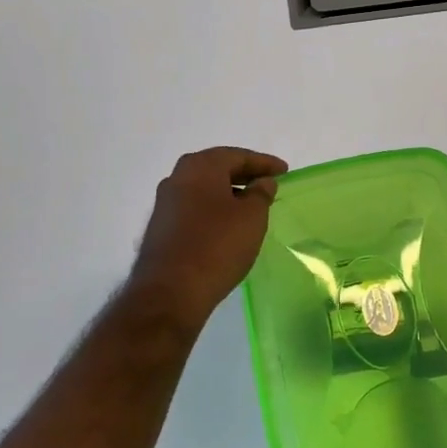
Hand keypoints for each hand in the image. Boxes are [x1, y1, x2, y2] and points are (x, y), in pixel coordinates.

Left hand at [128, 147, 286, 332]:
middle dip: (244, 174)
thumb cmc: (218, 246)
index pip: (238, 156)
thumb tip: (262, 182)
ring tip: (251, 205)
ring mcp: (165, 203)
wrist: (171, 291)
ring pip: (203, 188)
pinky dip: (214, 209)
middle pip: (217, 168)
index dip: (264, 163)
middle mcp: (177, 178)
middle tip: (268, 183)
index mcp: (200, 167)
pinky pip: (194, 207)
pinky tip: (227, 224)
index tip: (284, 171)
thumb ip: (261, 194)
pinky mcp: (161, 227)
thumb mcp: (252, 218)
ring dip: (228, 192)